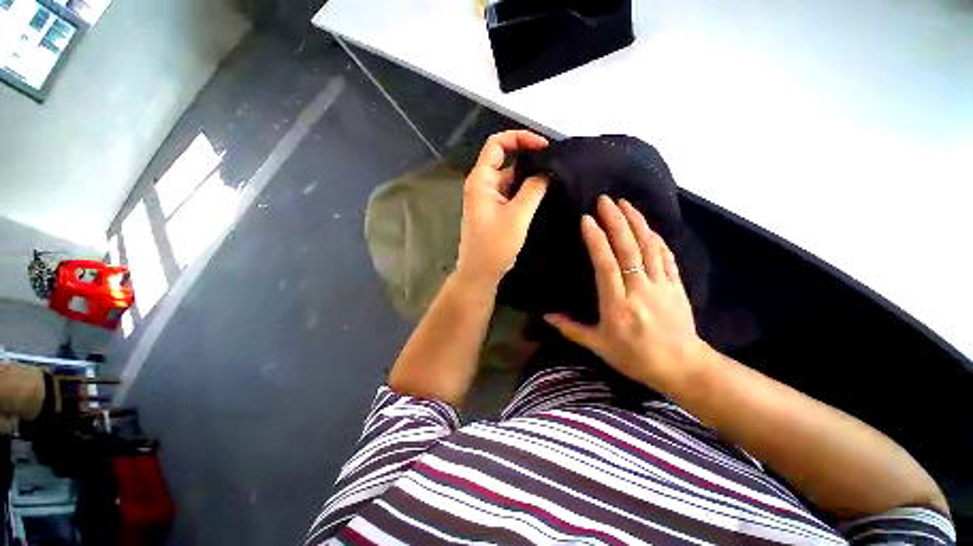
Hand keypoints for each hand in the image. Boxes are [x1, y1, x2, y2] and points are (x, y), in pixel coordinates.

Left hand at [455, 130, 549, 289]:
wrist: (480, 274)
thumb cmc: (494, 246)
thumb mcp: (516, 216)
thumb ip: (533, 190)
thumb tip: (546, 172)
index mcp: (481, 180)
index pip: (497, 144)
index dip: (520, 138)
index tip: (544, 146)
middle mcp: (483, 185)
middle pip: (507, 161)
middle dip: (531, 161)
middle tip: (557, 166)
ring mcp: (489, 199)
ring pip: (512, 180)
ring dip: (531, 180)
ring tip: (556, 181)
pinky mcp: (496, 211)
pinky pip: (512, 194)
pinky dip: (527, 193)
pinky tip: (544, 196)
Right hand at [544, 196, 707, 389]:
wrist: (682, 367)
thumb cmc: (635, 358)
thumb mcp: (599, 346)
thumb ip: (571, 329)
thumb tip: (546, 316)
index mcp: (617, 304)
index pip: (606, 264)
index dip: (596, 239)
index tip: (586, 220)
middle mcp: (639, 288)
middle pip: (628, 248)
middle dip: (616, 220)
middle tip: (604, 200)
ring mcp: (661, 284)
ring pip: (649, 246)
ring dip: (636, 222)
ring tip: (625, 203)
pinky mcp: (676, 285)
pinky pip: (666, 256)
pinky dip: (656, 238)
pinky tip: (648, 226)